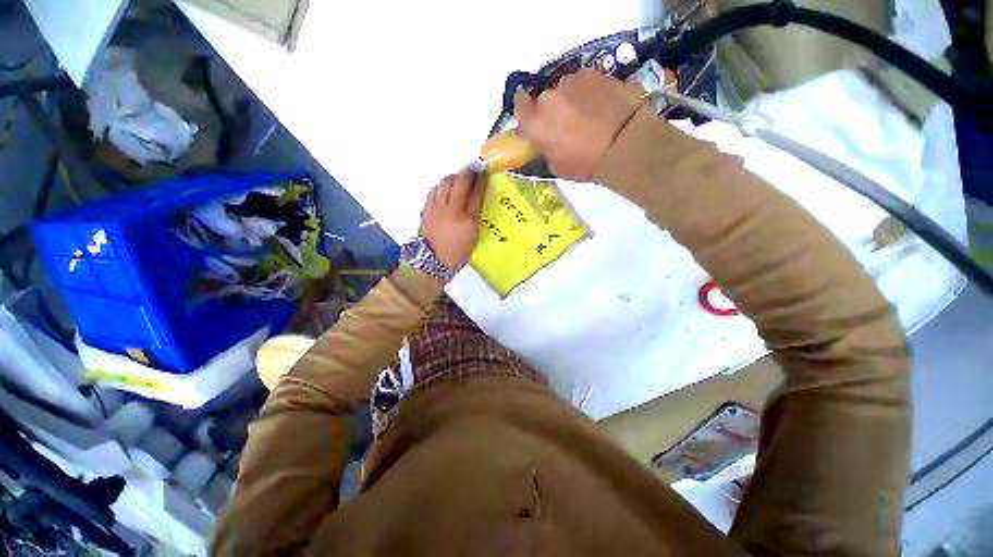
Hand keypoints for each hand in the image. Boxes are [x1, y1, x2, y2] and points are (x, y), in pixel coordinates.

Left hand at [420, 169, 483, 273]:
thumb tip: (474, 201)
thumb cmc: (457, 253)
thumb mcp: (473, 237)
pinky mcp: (426, 209)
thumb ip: (475, 217)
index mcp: (468, 220)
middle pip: (460, 183)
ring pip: (445, 183)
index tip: (484, 172)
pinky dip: (441, 185)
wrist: (433, 262)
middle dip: (468, 172)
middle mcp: (453, 210)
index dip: (481, 180)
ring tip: (458, 177)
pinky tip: (444, 187)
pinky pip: (434, 190)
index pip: (477, 194)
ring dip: (453, 176)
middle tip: (472, 169)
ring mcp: (437, 208)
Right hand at [514, 69, 643, 180]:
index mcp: (536, 121)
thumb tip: (545, 141)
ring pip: (566, 88)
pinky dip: (591, 92)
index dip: (526, 111)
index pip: (519, 105)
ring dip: (572, 99)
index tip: (534, 120)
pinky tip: (603, 106)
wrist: (625, 144)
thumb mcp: (557, 166)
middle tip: (566, 124)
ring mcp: (575, 80)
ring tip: (589, 115)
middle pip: (545, 98)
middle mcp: (550, 95)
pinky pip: (586, 82)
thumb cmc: (586, 162)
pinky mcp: (597, 73)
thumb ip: (545, 148)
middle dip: (552, 109)